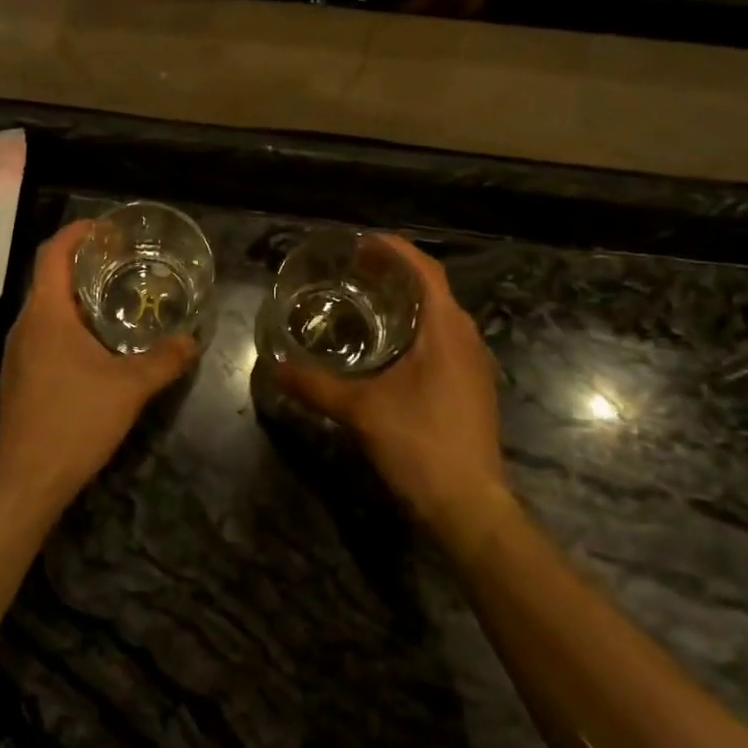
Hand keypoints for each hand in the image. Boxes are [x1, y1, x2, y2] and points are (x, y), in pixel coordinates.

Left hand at [0, 220, 198, 502]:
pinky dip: (69, 324)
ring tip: (115, 299)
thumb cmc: (74, 421)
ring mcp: (18, 351)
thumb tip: (192, 340)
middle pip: (49, 278)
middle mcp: (26, 325)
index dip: (77, 233)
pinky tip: (97, 345)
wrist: (26, 479)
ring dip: (77, 296)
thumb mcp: (129, 388)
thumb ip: (163, 360)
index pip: (53, 253)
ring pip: (46, 308)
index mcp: (47, 314)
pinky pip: (44, 333)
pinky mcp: (20, 375)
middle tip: (123, 262)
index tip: (106, 228)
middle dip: (83, 264)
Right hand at [276, 237, 511, 544]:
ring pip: (440, 317)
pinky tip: (389, 349)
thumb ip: (314, 385)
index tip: (360, 242)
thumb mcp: (359, 411)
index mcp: (445, 330)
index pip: (425, 270)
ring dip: (408, 303)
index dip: (395, 249)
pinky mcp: (472, 388)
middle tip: (354, 271)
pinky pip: (445, 341)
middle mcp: (466, 339)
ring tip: (367, 302)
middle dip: (396, 273)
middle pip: (433, 289)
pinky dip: (417, 330)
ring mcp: (474, 365)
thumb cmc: (419, 445)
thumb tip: (273, 366)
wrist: (469, 505)